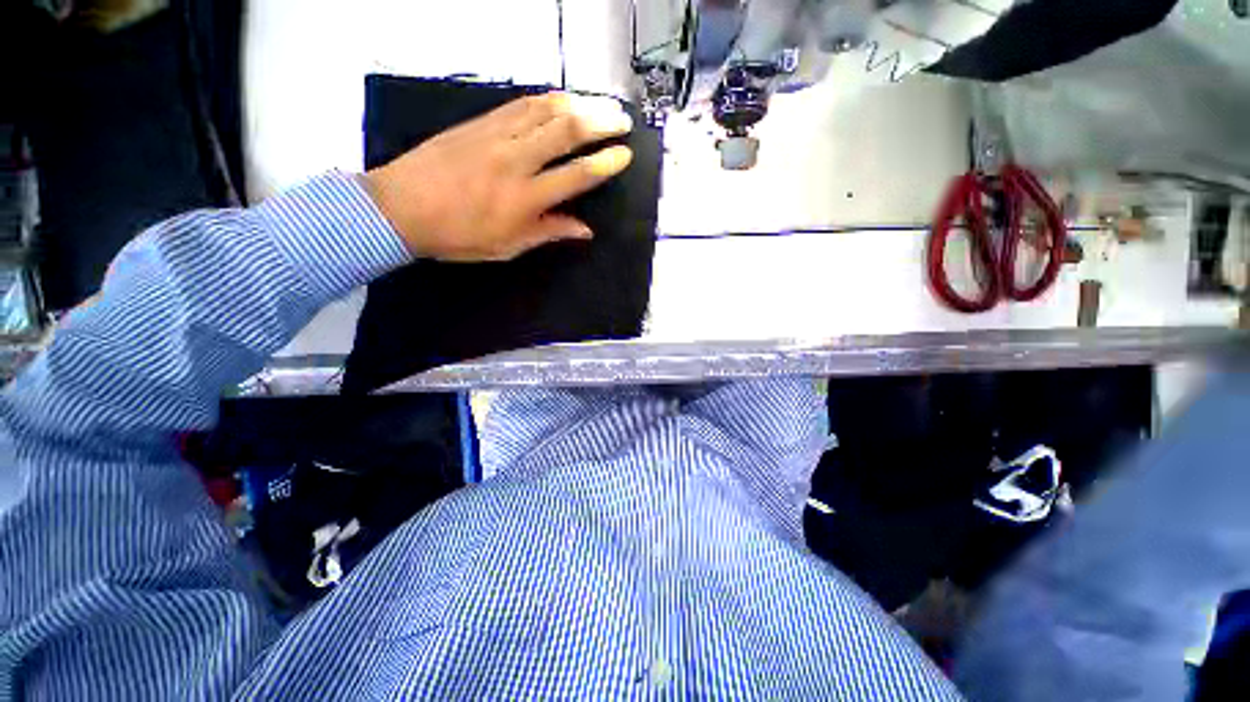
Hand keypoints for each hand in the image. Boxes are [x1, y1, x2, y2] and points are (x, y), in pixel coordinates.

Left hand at [364, 92, 633, 261]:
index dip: (605, 164)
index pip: (576, 176)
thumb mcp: (509, 246)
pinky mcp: (478, 123)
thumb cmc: (458, 237)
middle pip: (566, 132)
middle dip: (601, 122)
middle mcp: (516, 161)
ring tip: (600, 104)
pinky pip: (519, 105)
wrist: (400, 207)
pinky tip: (561, 99)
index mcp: (525, 199)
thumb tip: (585, 230)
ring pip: (545, 111)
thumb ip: (549, 232)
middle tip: (622, 120)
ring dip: (579, 104)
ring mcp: (495, 136)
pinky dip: (546, 100)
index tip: (624, 155)